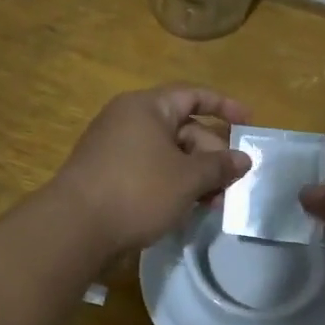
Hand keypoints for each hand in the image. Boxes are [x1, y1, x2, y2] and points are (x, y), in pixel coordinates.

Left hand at [52, 85, 252, 254]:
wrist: (75, 229)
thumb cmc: (138, 191)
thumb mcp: (187, 179)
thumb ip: (219, 166)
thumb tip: (243, 159)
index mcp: (146, 107)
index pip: (193, 95)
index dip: (224, 106)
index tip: (249, 123)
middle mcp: (128, 120)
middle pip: (182, 128)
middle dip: (212, 154)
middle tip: (233, 181)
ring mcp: (115, 148)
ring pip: (167, 154)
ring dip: (195, 174)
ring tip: (215, 202)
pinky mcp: (108, 175)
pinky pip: (150, 171)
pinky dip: (172, 184)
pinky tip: (187, 208)